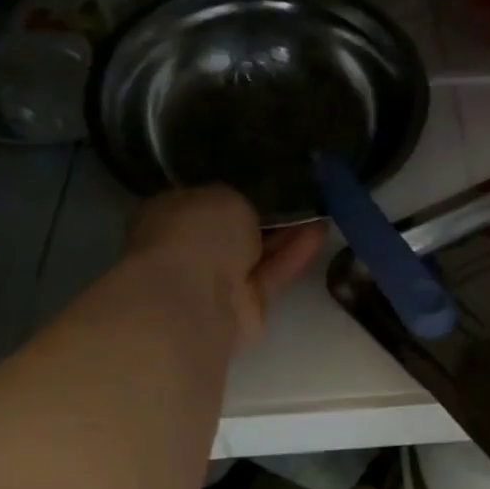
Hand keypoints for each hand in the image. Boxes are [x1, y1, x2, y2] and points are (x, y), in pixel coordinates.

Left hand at [124, 187, 323, 351]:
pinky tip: (321, 230)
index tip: (264, 181)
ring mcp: (218, 282)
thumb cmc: (195, 236)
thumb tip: (244, 214)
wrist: (194, 301)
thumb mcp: (223, 197)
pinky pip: (274, 274)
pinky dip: (295, 254)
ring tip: (320, 208)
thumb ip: (238, 204)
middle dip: (264, 215)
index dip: (233, 194)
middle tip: (299, 194)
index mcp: (169, 217)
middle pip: (233, 231)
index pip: (202, 202)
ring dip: (288, 233)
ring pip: (258, 253)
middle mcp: (191, 251)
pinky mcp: (248, 307)